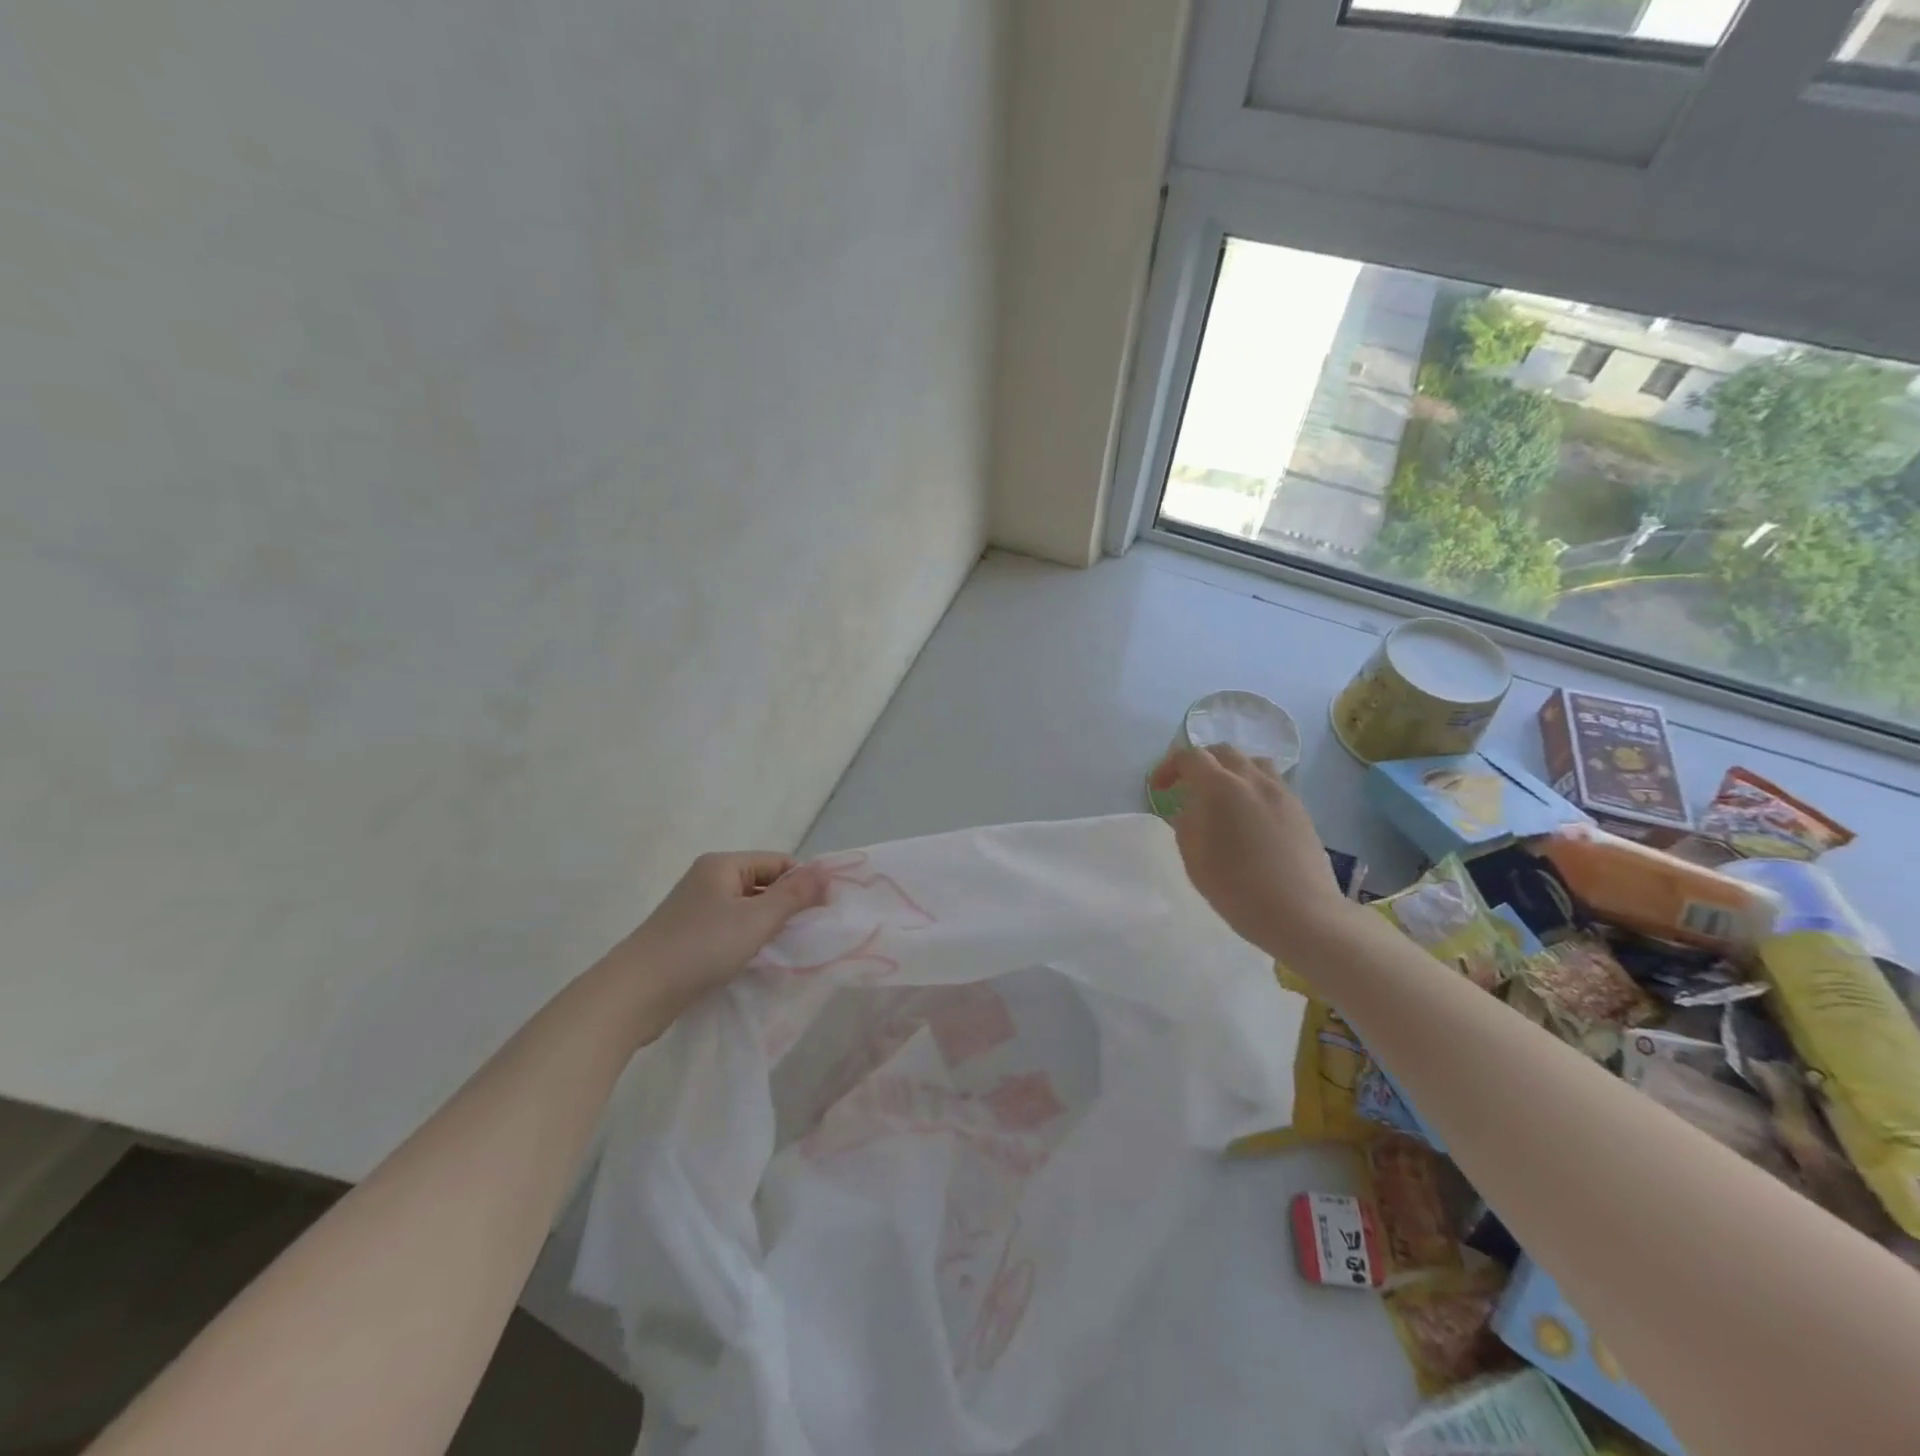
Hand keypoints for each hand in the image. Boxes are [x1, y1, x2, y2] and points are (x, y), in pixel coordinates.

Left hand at [602, 852, 830, 1037]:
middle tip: (809, 934)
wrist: (634, 994)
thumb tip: (827, 871)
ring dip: (767, 926)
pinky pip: (730, 929)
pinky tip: (756, 961)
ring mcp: (696, 909)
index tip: (823, 912)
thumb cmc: (700, 948)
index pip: (778, 862)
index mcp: (723, 865)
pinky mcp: (688, 937)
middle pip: (763, 884)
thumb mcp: (756, 920)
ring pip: (747, 909)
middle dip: (787, 906)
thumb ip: (794, 895)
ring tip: (785, 950)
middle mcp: (708, 880)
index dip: (803, 883)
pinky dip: (747, 941)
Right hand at [1149, 746, 1350, 956]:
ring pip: (1253, 762)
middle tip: (1188, 787)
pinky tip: (1249, 816)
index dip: (1169, 767)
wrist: (1302, 914)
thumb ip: (1186, 824)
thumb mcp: (1195, 859)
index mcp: (1221, 788)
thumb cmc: (1238, 889)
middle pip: (1223, 752)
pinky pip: (1272, 783)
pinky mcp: (1300, 809)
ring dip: (1231, 770)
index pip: (1190, 758)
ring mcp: (1281, 792)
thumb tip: (1190, 809)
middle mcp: (1253, 780)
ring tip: (1222, 796)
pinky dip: (1253, 786)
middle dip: (1200, 763)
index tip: (1160, 789)